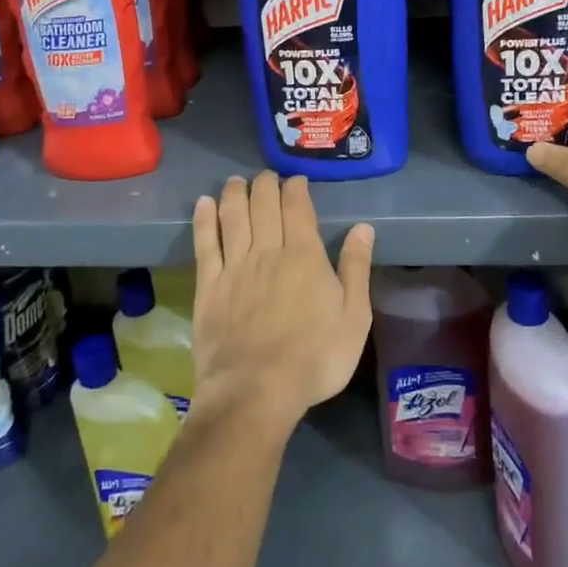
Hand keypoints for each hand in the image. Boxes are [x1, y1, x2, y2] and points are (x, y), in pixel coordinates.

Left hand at [189, 172, 374, 435]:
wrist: (255, 391)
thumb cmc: (315, 358)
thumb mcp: (354, 318)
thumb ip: (356, 269)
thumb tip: (364, 228)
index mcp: (304, 256)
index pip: (297, 208)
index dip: (295, 188)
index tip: (296, 179)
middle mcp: (267, 251)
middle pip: (263, 204)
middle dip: (265, 184)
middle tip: (267, 176)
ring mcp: (234, 266)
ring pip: (233, 216)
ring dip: (235, 192)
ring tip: (237, 180)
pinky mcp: (208, 285)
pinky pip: (205, 243)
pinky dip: (204, 219)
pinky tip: (204, 204)